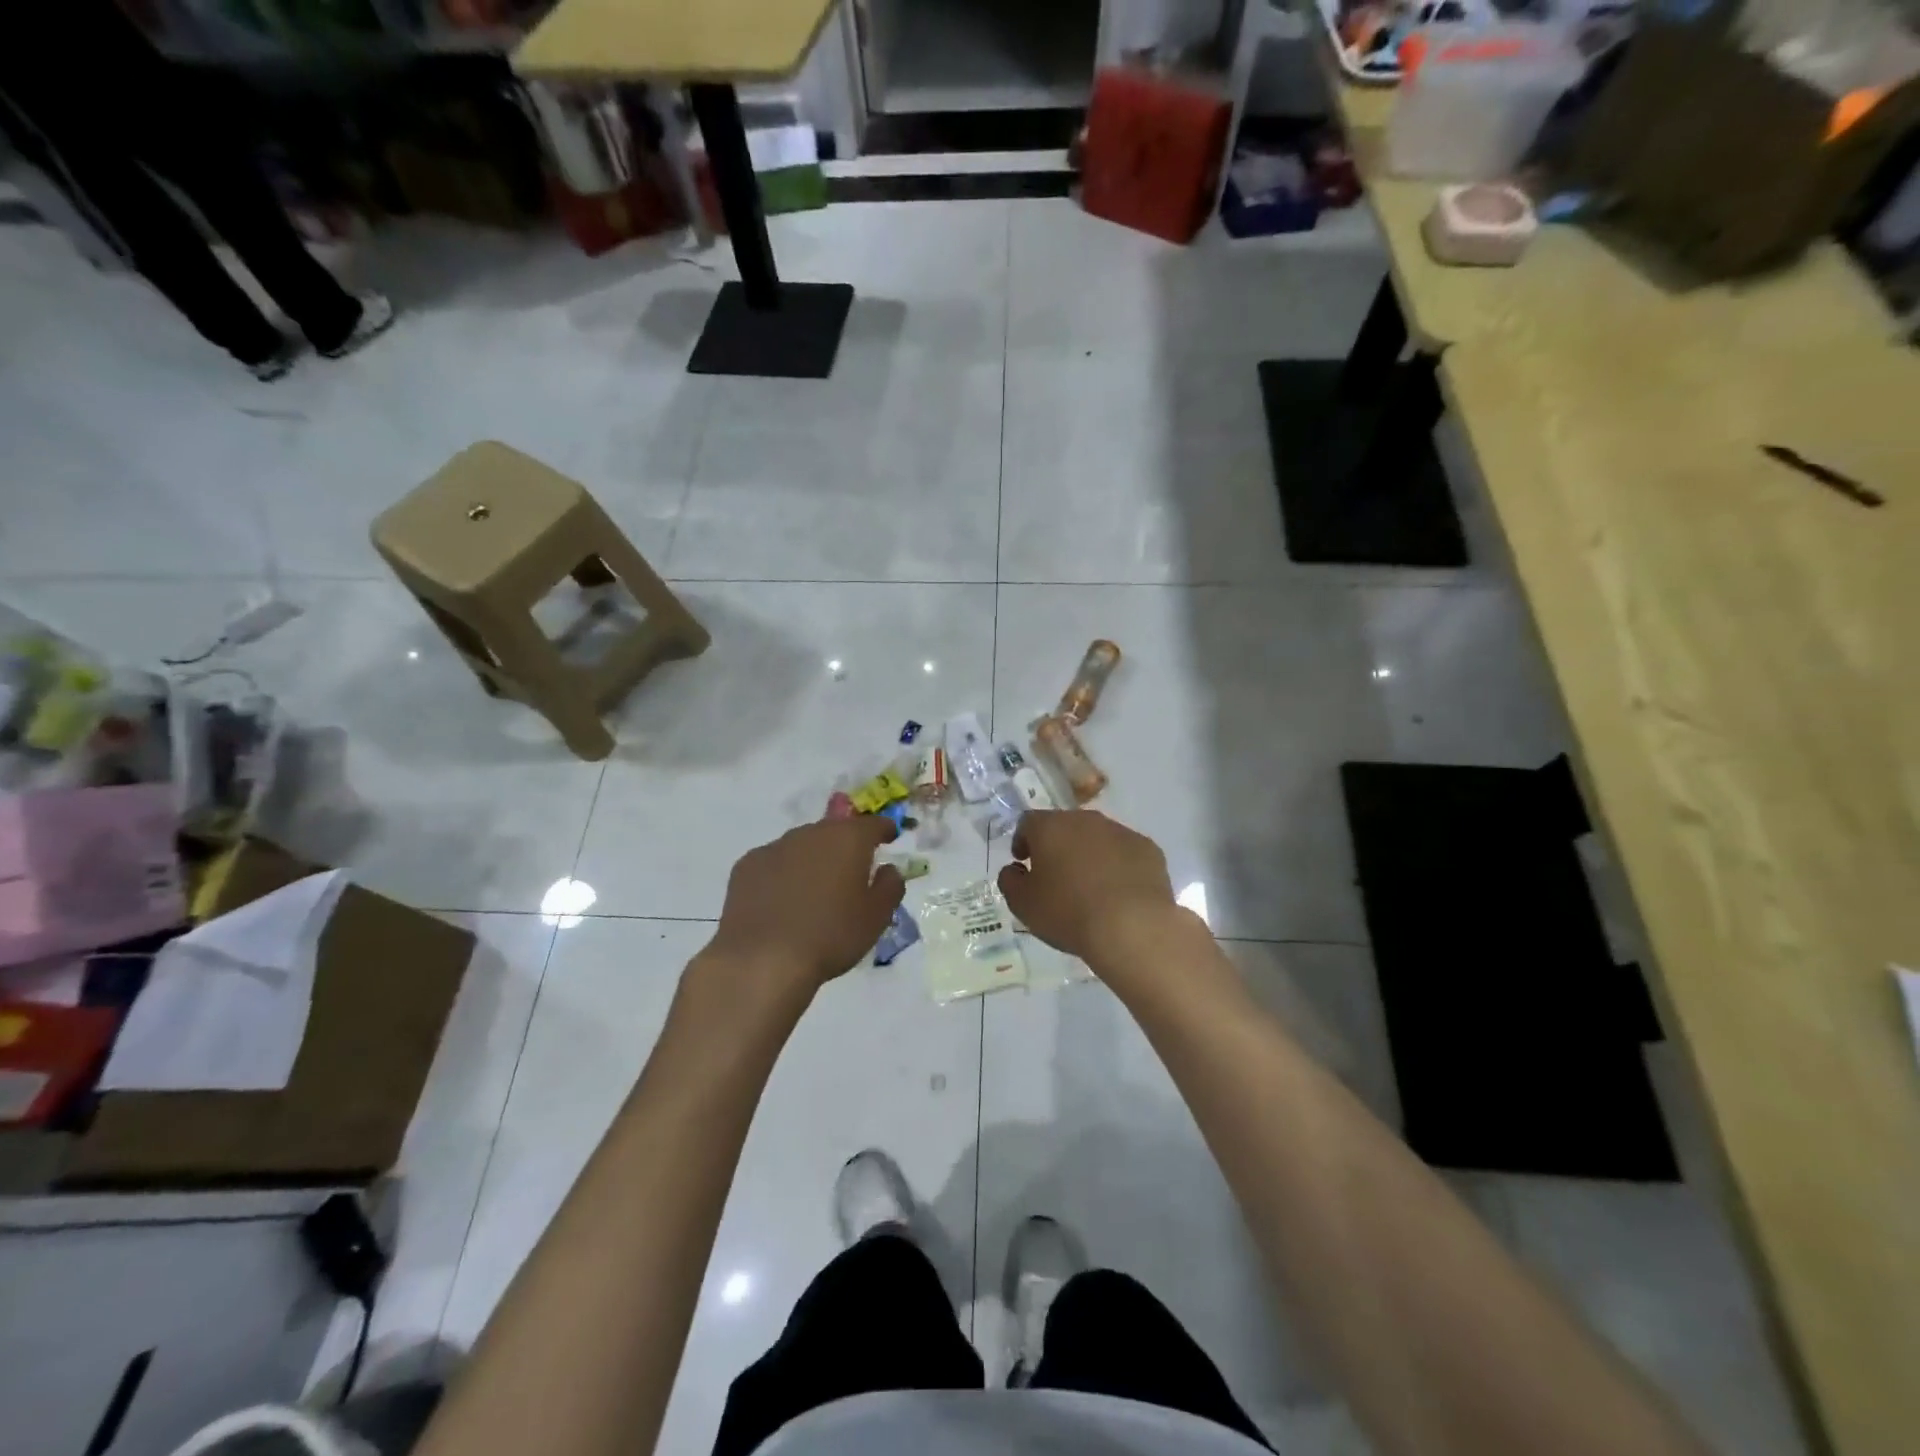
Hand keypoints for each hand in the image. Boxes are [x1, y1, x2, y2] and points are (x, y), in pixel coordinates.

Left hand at [705, 817, 905, 1000]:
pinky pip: (775, 862)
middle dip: (845, 845)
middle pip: (834, 830)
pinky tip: (782, 900)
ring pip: (802, 845)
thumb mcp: (876, 917)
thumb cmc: (831, 936)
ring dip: (813, 859)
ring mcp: (775, 847)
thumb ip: (890, 887)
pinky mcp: (747, 866)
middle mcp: (811, 833)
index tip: (888, 837)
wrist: (763, 960)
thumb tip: (888, 869)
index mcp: (848, 839)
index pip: (872, 823)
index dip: (883, 829)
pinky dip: (784, 873)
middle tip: (850, 870)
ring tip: (814, 889)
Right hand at [997, 810, 1190, 972]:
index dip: (1022, 841)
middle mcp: (1085, 820)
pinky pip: (1125, 852)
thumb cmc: (1068, 913)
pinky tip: (1118, 892)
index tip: (1023, 862)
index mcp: (1051, 827)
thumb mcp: (1023, 904)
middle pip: (1065, 826)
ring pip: (1097, 837)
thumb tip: (1014, 870)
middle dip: (1057, 846)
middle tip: (1055, 875)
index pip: (1028, 822)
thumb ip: (1010, 881)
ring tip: (1089, 887)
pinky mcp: (1148, 848)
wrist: (1132, 927)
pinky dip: (1117, 866)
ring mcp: (1121, 831)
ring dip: (1089, 854)